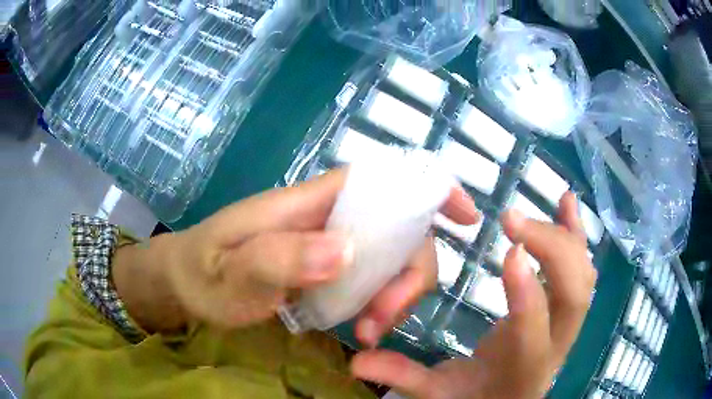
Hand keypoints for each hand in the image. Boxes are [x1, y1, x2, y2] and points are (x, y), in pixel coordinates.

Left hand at [114, 168, 477, 332]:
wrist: (185, 282)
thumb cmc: (203, 271)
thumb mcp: (230, 270)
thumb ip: (278, 257)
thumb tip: (347, 251)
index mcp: (311, 203)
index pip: (384, 180)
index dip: (431, 190)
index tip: (465, 217)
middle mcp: (330, 218)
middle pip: (401, 230)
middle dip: (410, 275)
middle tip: (381, 320)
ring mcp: (331, 246)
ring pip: (392, 260)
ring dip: (396, 298)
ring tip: (368, 334)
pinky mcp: (327, 270)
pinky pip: (373, 281)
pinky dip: (380, 305)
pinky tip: (362, 330)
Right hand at [351, 192, 596, 398]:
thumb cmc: (474, 398)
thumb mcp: (436, 393)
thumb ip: (402, 376)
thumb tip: (356, 363)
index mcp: (521, 369)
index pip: (534, 333)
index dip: (528, 293)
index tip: (509, 249)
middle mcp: (556, 346)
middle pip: (574, 296)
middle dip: (552, 251)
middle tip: (512, 219)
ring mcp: (567, 327)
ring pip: (584, 280)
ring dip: (568, 238)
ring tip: (550, 202)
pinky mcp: (566, 311)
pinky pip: (583, 269)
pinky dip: (578, 234)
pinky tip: (569, 204)